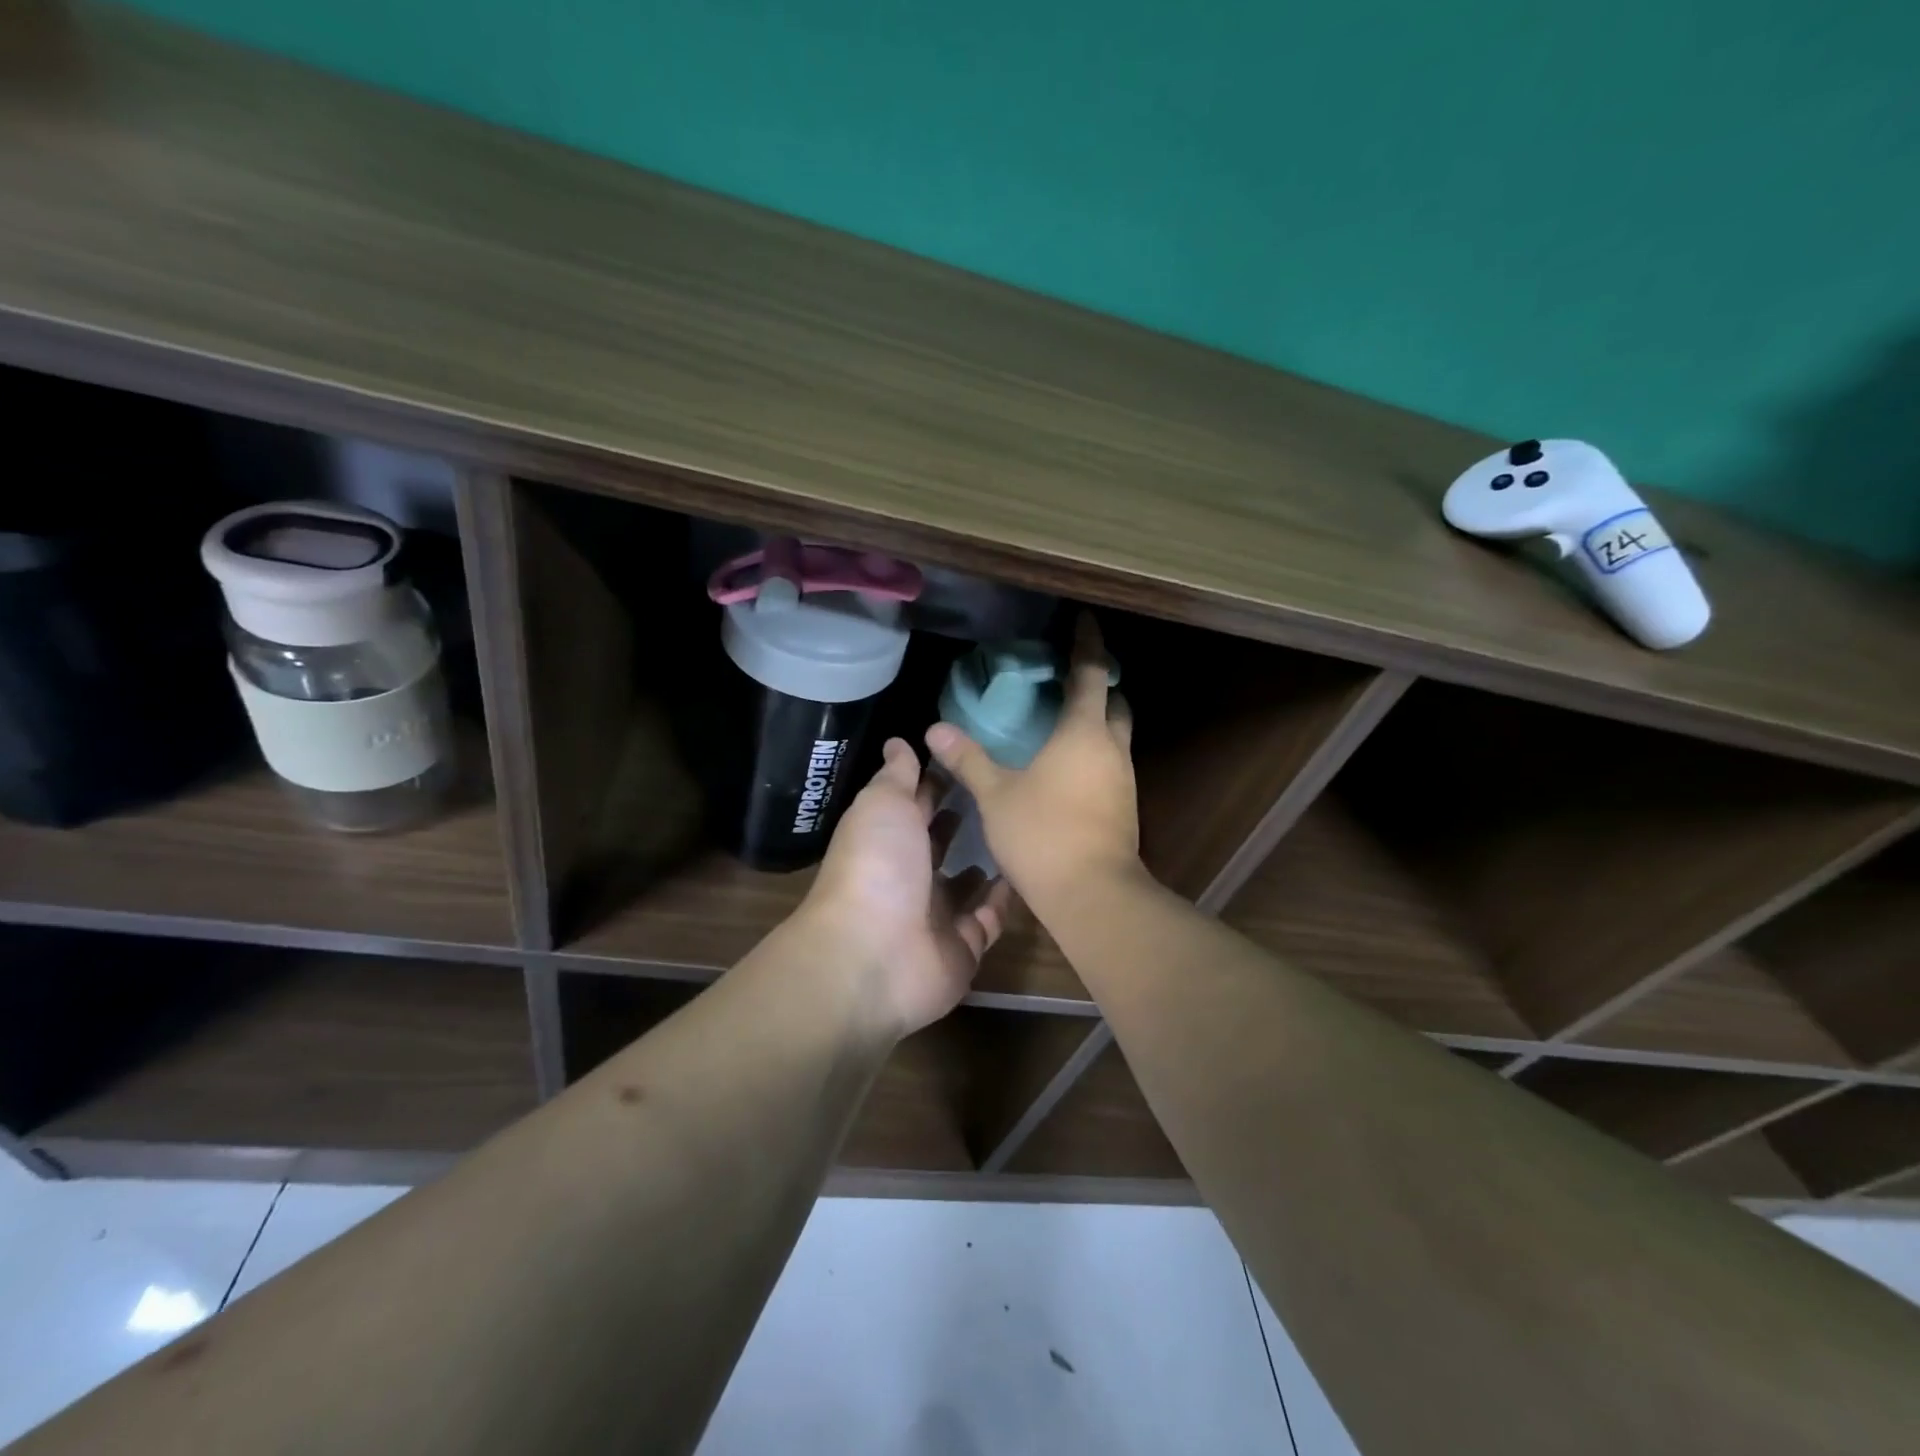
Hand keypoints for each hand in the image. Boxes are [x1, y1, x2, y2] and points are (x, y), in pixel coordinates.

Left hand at [799, 738, 1013, 1037]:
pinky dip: (1005, 902)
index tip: (971, 756)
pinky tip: (1026, 874)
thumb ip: (897, 774)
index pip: (915, 805)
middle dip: (962, 822)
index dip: (938, 781)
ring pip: (965, 886)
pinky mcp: (962, 948)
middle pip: (939, 845)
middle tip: (1002, 794)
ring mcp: (936, 916)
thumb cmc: (878, 866)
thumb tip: (898, 741)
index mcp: (887, 839)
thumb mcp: (884, 804)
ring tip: (1018, 835)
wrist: (875, 953)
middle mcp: (909, 876)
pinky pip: (988, 921)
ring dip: (986, 864)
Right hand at [926, 614, 1141, 918]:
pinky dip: (1095, 753)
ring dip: (1098, 722)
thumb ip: (968, 759)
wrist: (1092, 894)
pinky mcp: (1125, 808)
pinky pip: (1112, 765)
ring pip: (1117, 737)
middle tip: (1070, 678)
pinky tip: (1067, 768)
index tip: (1086, 621)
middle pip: (1116, 703)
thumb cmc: (1043, 834)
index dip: (1089, 644)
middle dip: (1099, 685)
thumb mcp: (996, 795)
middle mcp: (1112, 749)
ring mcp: (1124, 780)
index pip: (1091, 673)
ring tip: (1062, 721)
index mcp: (1084, 733)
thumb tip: (935, 730)